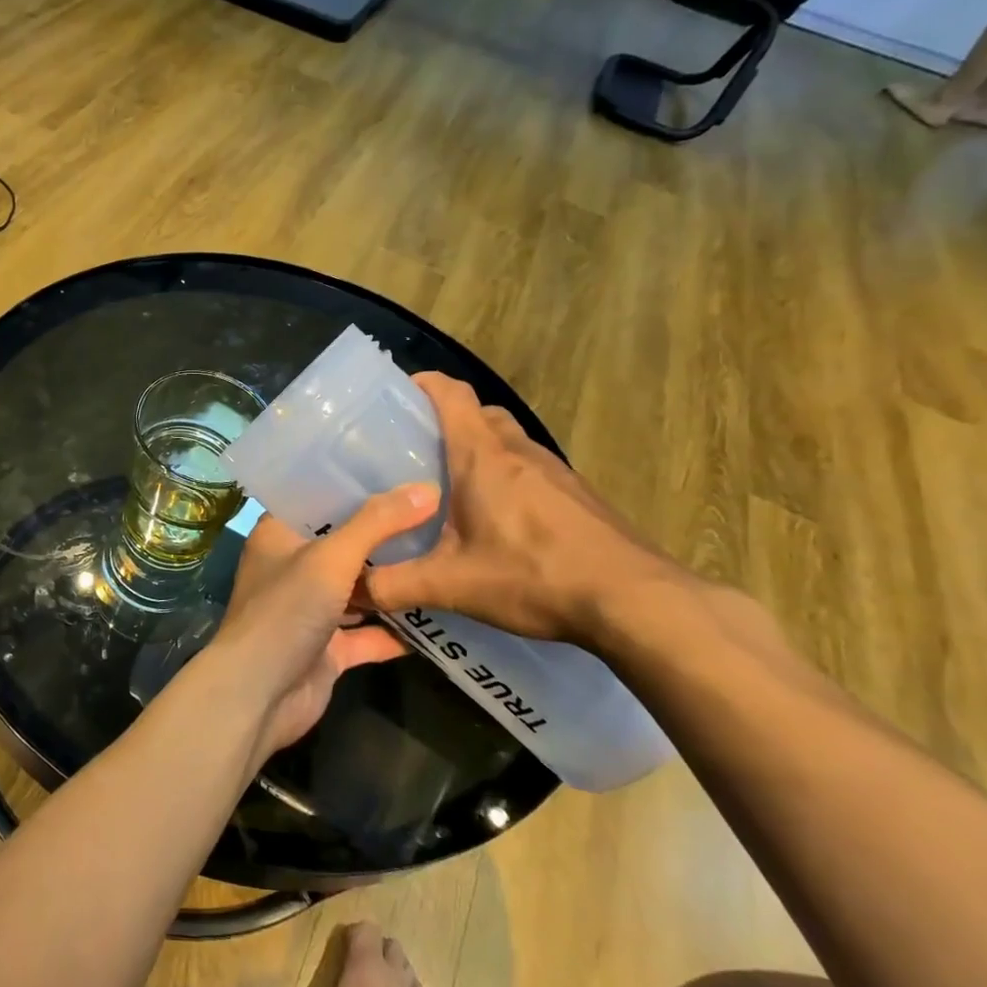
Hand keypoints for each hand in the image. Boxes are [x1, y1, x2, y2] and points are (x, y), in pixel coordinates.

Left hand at [207, 485, 440, 760]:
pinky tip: (439, 617)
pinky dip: (397, 630)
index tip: (400, 469)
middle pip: (343, 543)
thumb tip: (427, 488)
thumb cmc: (285, 611)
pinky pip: (368, 634)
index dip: (354, 485)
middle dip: (384, 533)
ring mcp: (310, 610)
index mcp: (279, 535)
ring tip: (446, 555)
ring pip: (358, 589)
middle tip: (439, 510)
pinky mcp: (328, 649)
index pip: (317, 499)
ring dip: (393, 581)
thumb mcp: (331, 558)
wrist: (259, 694)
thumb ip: (377, 524)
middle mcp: (293, 568)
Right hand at [363, 373, 687, 652]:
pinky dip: (506, 477)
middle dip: (445, 422)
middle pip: (478, 413)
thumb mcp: (451, 585)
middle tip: (413, 454)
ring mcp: (555, 471)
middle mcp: (518, 451)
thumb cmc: (535, 576)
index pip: (450, 393)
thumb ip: (393, 586)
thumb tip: (350, 589)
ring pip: (507, 441)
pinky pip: (530, 469)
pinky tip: (497, 521)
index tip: (396, 396)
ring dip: (478, 451)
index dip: (423, 384)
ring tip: (449, 488)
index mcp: (482, 455)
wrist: (637, 603)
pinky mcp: (578, 495)